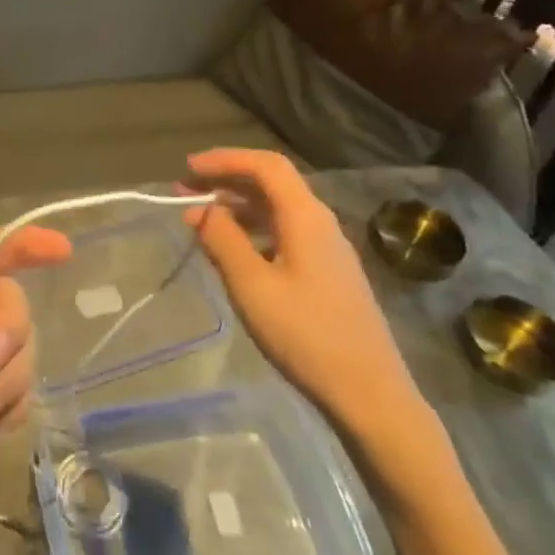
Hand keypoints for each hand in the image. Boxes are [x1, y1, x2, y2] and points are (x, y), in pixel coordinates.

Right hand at [182, 148, 423, 440]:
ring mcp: (328, 249)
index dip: (225, 159)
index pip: (266, 165)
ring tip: (199, 219)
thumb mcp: (252, 285)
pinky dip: (252, 229)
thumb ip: (222, 239)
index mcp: (306, 217)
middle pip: (271, 184)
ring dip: (237, 206)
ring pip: (277, 210)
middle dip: (225, 181)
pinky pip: (284, 233)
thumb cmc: (306, 335)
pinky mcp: (328, 273)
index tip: (187, 168)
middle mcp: (320, 223)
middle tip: (184, 191)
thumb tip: (200, 209)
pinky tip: (232, 249)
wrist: (370, 395)